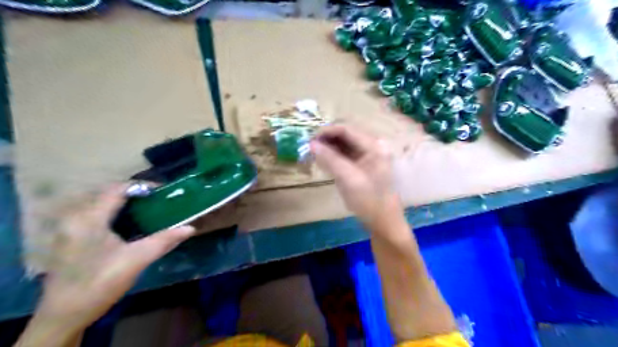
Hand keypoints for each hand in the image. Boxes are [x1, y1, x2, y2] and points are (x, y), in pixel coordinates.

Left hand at [22, 184, 193, 340]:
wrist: (64, 315)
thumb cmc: (100, 284)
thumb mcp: (136, 260)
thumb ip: (164, 240)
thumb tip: (190, 228)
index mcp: (89, 219)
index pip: (117, 190)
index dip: (142, 187)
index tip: (163, 192)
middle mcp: (74, 218)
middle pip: (107, 193)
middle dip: (134, 193)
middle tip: (157, 200)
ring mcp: (67, 228)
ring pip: (99, 203)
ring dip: (123, 202)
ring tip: (146, 208)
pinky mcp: (68, 237)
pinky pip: (93, 213)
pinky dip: (113, 212)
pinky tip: (126, 223)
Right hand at [312, 124, 403, 226]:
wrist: (382, 221)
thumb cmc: (369, 201)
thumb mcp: (348, 179)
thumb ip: (330, 159)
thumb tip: (311, 144)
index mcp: (374, 146)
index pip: (347, 129)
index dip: (327, 131)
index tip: (309, 139)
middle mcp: (372, 146)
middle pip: (345, 135)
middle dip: (327, 139)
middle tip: (309, 147)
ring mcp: (368, 155)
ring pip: (344, 144)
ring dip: (328, 147)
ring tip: (313, 153)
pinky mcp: (363, 164)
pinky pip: (345, 154)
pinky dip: (333, 156)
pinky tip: (323, 160)